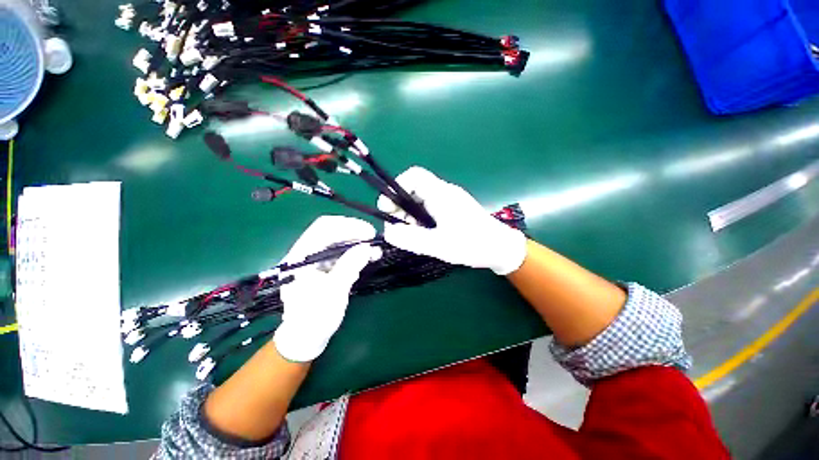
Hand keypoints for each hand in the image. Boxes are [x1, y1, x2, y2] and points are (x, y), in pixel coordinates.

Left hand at [273, 216, 381, 361]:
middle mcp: (304, 253)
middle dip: (354, 231)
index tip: (369, 233)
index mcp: (300, 257)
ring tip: (373, 249)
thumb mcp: (334, 292)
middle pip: (330, 230)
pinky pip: (339, 251)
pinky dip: (354, 251)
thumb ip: (350, 266)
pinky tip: (366, 256)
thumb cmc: (316, 318)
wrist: (305, 338)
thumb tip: (367, 247)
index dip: (348, 226)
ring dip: (356, 241)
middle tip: (373, 239)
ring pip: (336, 240)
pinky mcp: (322, 266)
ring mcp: (313, 259)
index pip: (324, 229)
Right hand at [378, 166, 526, 274]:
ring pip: (420, 202)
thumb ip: (410, 239)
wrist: (500, 248)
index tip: (388, 208)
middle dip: (400, 208)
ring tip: (412, 236)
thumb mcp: (438, 244)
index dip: (397, 186)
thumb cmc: (472, 244)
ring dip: (410, 217)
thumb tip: (387, 231)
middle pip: (413, 190)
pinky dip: (420, 221)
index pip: (414, 175)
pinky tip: (423, 236)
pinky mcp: (451, 210)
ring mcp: (448, 201)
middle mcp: (443, 192)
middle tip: (399, 229)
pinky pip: (428, 210)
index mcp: (440, 193)